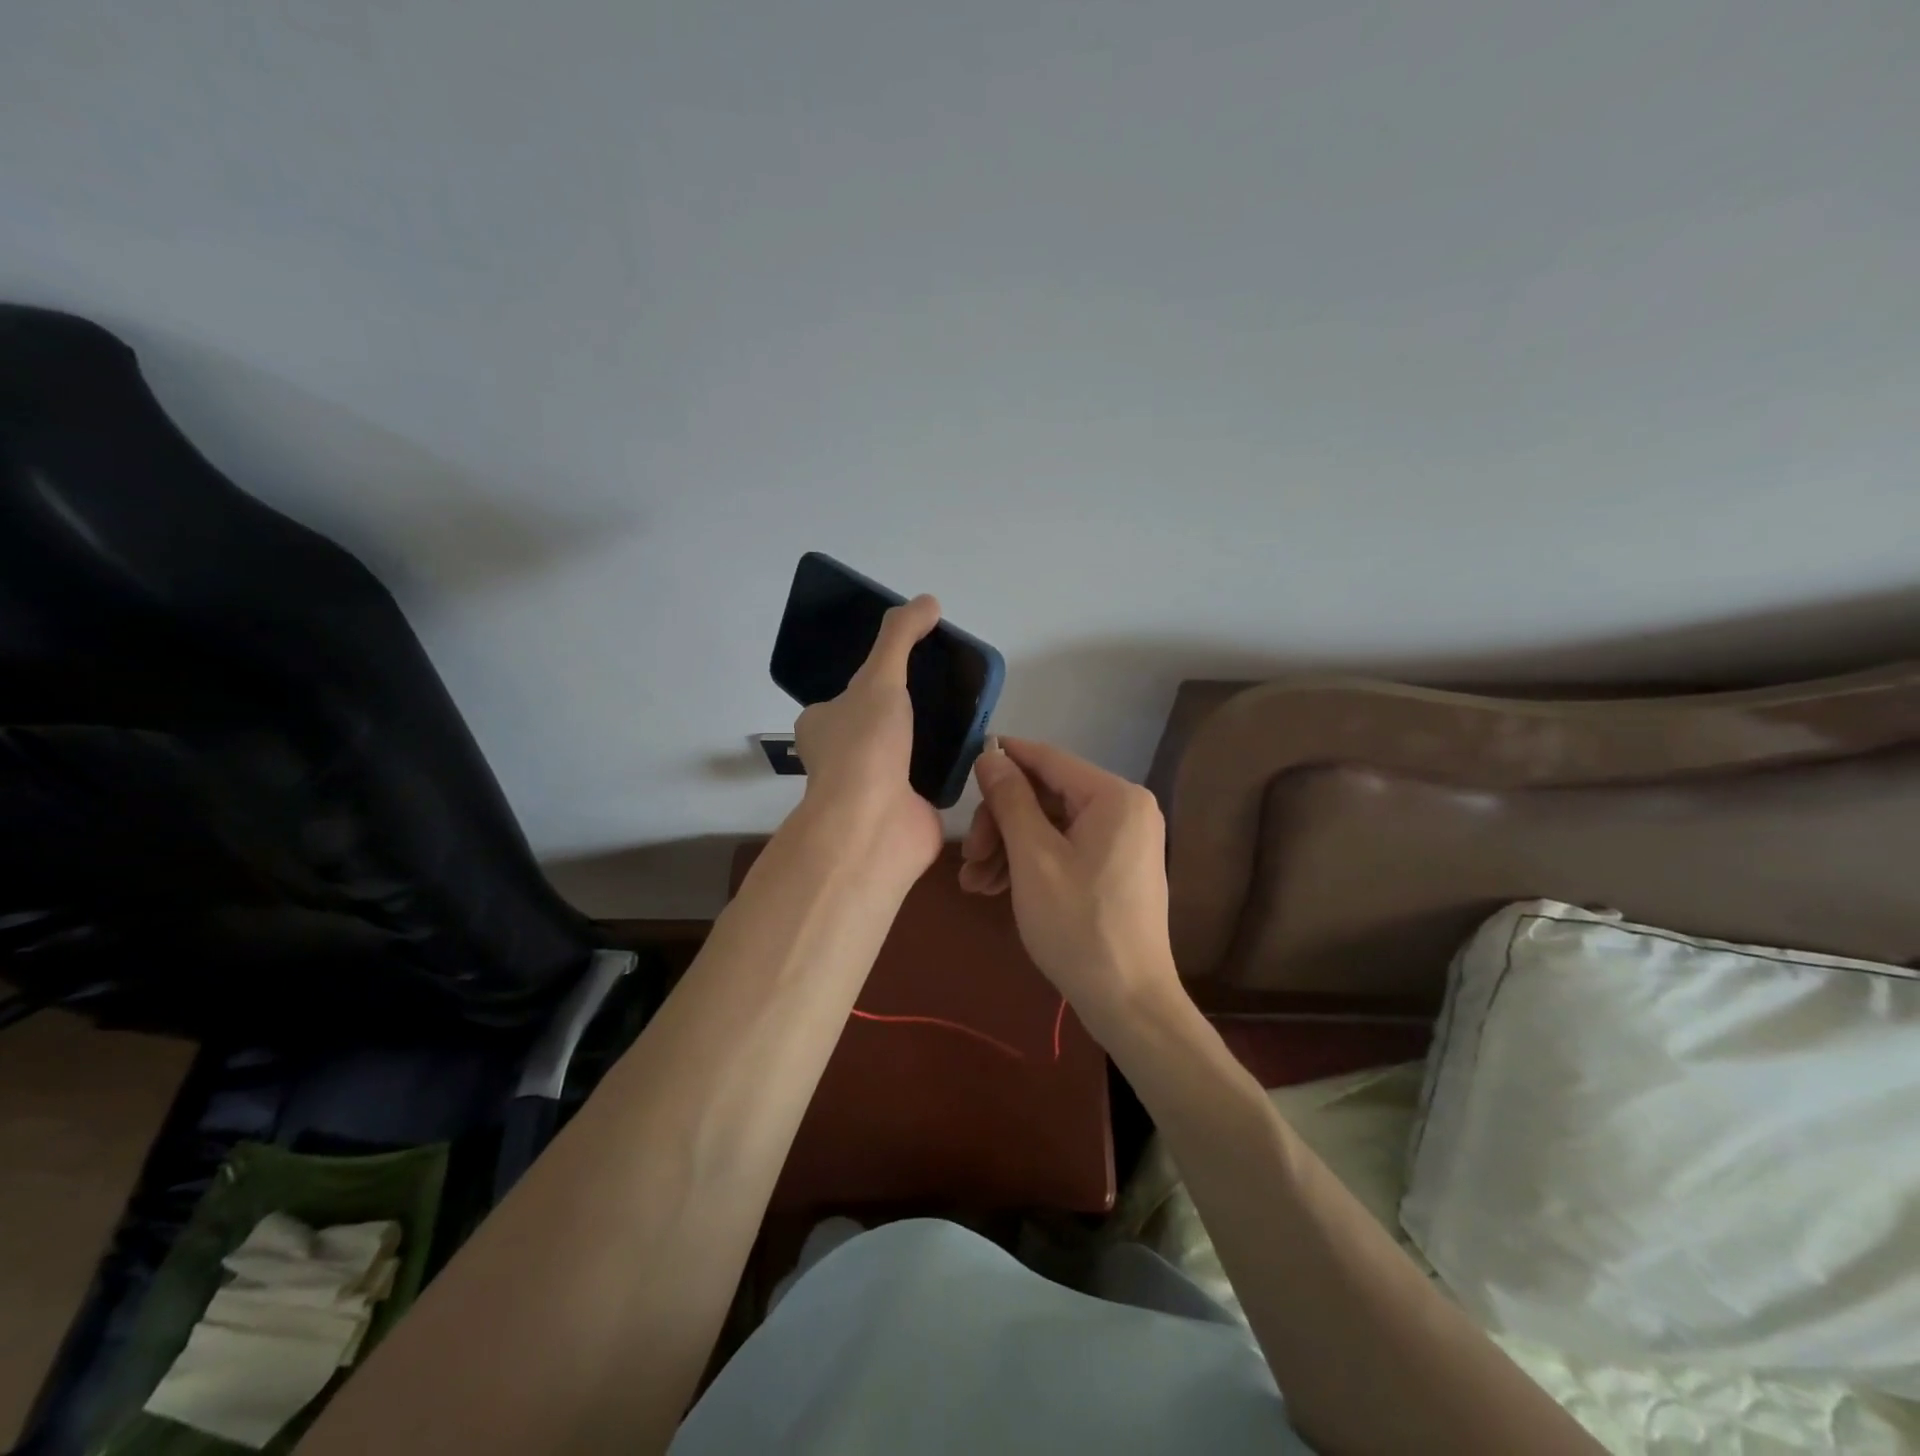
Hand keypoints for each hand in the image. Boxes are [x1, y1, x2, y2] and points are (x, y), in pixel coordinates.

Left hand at [790, 594, 943, 882]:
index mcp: (822, 726)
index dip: (874, 678)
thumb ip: (900, 638)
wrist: (875, 825)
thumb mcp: (878, 678)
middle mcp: (843, 756)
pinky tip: (973, 746)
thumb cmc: (865, 746)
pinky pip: (931, 777)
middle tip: (945, 686)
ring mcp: (875, 785)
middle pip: (879, 722)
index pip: (845, 696)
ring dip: (930, 736)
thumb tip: (928, 601)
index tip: (908, 667)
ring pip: (906, 750)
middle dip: (907, 708)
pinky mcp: (906, 807)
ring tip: (965, 711)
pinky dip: (949, 765)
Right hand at [959, 737, 1184, 1034]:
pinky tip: (995, 889)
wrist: (1127, 1002)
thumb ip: (1010, 800)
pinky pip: (1066, 849)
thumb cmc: (1078, 925)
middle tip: (969, 858)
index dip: (1003, 760)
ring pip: (1051, 826)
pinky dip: (1030, 864)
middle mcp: (1125, 808)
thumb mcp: (1033, 858)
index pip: (1048, 759)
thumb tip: (990, 756)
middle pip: (1046, 796)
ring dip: (1008, 849)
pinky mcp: (1115, 867)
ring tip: (974, 885)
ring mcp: (1123, 840)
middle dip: (1001, 824)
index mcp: (1114, 796)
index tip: (962, 771)